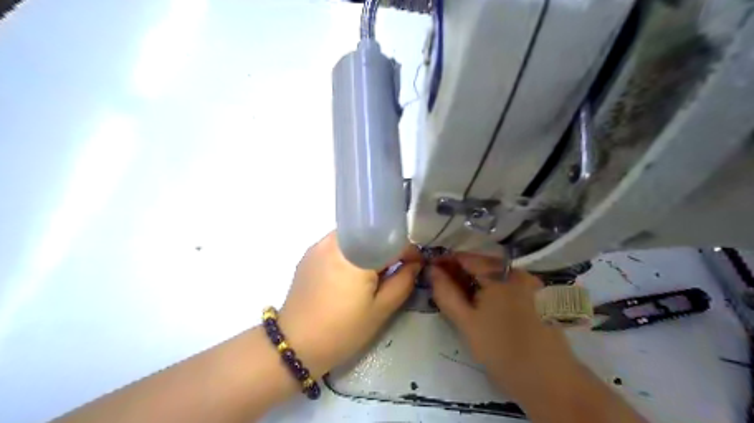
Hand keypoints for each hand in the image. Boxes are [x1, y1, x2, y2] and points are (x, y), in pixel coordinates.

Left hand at [276, 233, 420, 377]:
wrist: (295, 345)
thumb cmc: (342, 330)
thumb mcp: (380, 310)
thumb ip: (403, 282)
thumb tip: (415, 264)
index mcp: (356, 255)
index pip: (391, 240)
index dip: (408, 251)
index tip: (416, 264)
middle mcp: (335, 241)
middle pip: (371, 234)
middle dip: (387, 248)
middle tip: (395, 270)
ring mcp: (319, 246)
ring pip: (355, 237)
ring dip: (369, 249)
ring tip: (373, 274)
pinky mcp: (309, 254)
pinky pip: (338, 245)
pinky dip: (351, 253)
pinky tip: (351, 275)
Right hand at [430, 255, 577, 401]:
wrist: (549, 381)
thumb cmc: (501, 350)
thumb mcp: (466, 322)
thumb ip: (446, 293)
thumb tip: (433, 271)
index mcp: (500, 274)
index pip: (466, 258)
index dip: (446, 261)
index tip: (430, 268)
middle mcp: (518, 272)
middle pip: (482, 264)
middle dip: (460, 271)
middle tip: (442, 283)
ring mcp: (531, 283)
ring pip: (496, 275)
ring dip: (475, 280)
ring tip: (459, 294)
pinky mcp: (539, 297)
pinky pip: (508, 284)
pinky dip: (492, 288)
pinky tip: (483, 302)